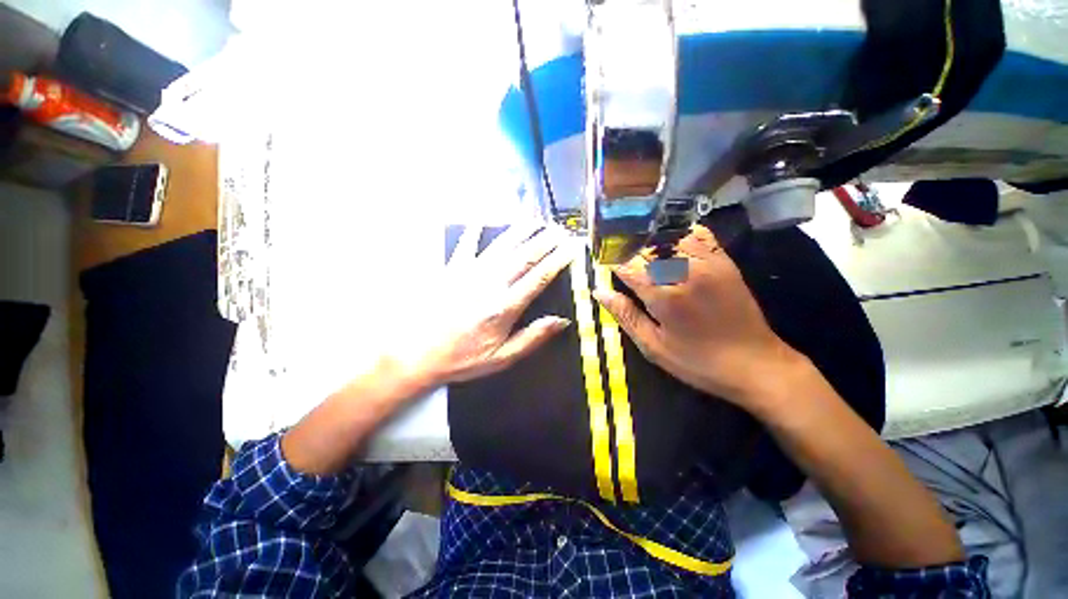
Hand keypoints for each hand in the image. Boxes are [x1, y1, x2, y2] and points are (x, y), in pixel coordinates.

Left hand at [416, 223, 573, 385]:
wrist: (417, 354)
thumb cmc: (462, 359)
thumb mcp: (501, 358)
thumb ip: (532, 338)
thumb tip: (561, 321)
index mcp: (504, 307)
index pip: (539, 278)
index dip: (558, 261)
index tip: (572, 248)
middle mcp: (489, 284)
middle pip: (524, 256)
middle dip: (545, 240)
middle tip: (560, 229)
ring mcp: (469, 273)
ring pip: (501, 246)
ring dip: (520, 230)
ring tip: (536, 219)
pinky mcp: (451, 269)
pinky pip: (466, 244)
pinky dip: (474, 230)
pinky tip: (482, 218)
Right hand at [593, 224, 802, 407]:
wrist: (756, 364)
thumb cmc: (698, 361)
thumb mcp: (653, 346)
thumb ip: (625, 315)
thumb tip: (599, 291)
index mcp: (664, 294)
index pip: (627, 264)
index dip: (611, 260)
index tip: (602, 261)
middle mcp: (685, 271)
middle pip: (646, 246)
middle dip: (627, 249)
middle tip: (616, 256)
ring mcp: (708, 262)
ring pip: (669, 236)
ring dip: (648, 241)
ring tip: (637, 250)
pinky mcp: (724, 261)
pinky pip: (697, 235)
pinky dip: (677, 235)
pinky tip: (667, 244)